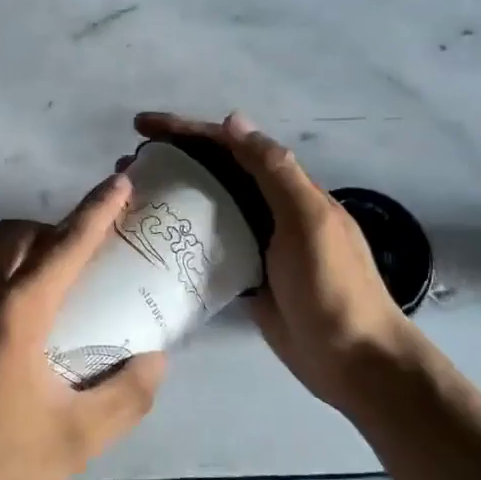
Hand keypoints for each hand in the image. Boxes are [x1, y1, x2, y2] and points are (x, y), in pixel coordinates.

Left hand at [0, 175, 166, 479]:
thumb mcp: (72, 443)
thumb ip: (125, 397)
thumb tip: (155, 360)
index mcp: (13, 312)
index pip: (66, 245)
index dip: (97, 210)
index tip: (118, 183)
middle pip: (13, 235)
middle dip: (49, 231)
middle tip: (73, 260)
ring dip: (12, 261)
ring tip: (31, 308)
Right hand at [133, 111, 418, 412]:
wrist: (354, 359)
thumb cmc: (333, 284)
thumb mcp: (308, 220)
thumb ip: (275, 170)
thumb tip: (233, 120)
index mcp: (286, 188)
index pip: (229, 145)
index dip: (186, 130)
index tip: (142, 127)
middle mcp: (268, 207)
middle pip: (214, 171)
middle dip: (171, 158)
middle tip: (126, 164)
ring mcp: (256, 243)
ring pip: (207, 206)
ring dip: (172, 194)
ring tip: (131, 196)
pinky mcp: (244, 275)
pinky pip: (207, 245)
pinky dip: (182, 235)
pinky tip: (153, 238)